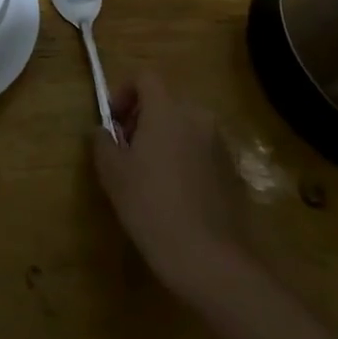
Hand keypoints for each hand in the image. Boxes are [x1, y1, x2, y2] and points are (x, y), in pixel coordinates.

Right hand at [93, 72, 240, 298]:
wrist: (211, 261)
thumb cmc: (153, 208)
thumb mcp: (113, 173)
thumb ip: (103, 142)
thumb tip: (105, 131)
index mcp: (167, 110)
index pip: (145, 77)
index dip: (124, 92)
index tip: (113, 121)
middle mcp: (198, 118)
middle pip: (166, 101)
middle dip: (143, 118)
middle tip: (127, 150)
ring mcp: (220, 145)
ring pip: (185, 126)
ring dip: (165, 138)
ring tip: (150, 175)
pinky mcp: (234, 172)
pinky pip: (202, 150)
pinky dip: (185, 159)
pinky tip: (176, 195)